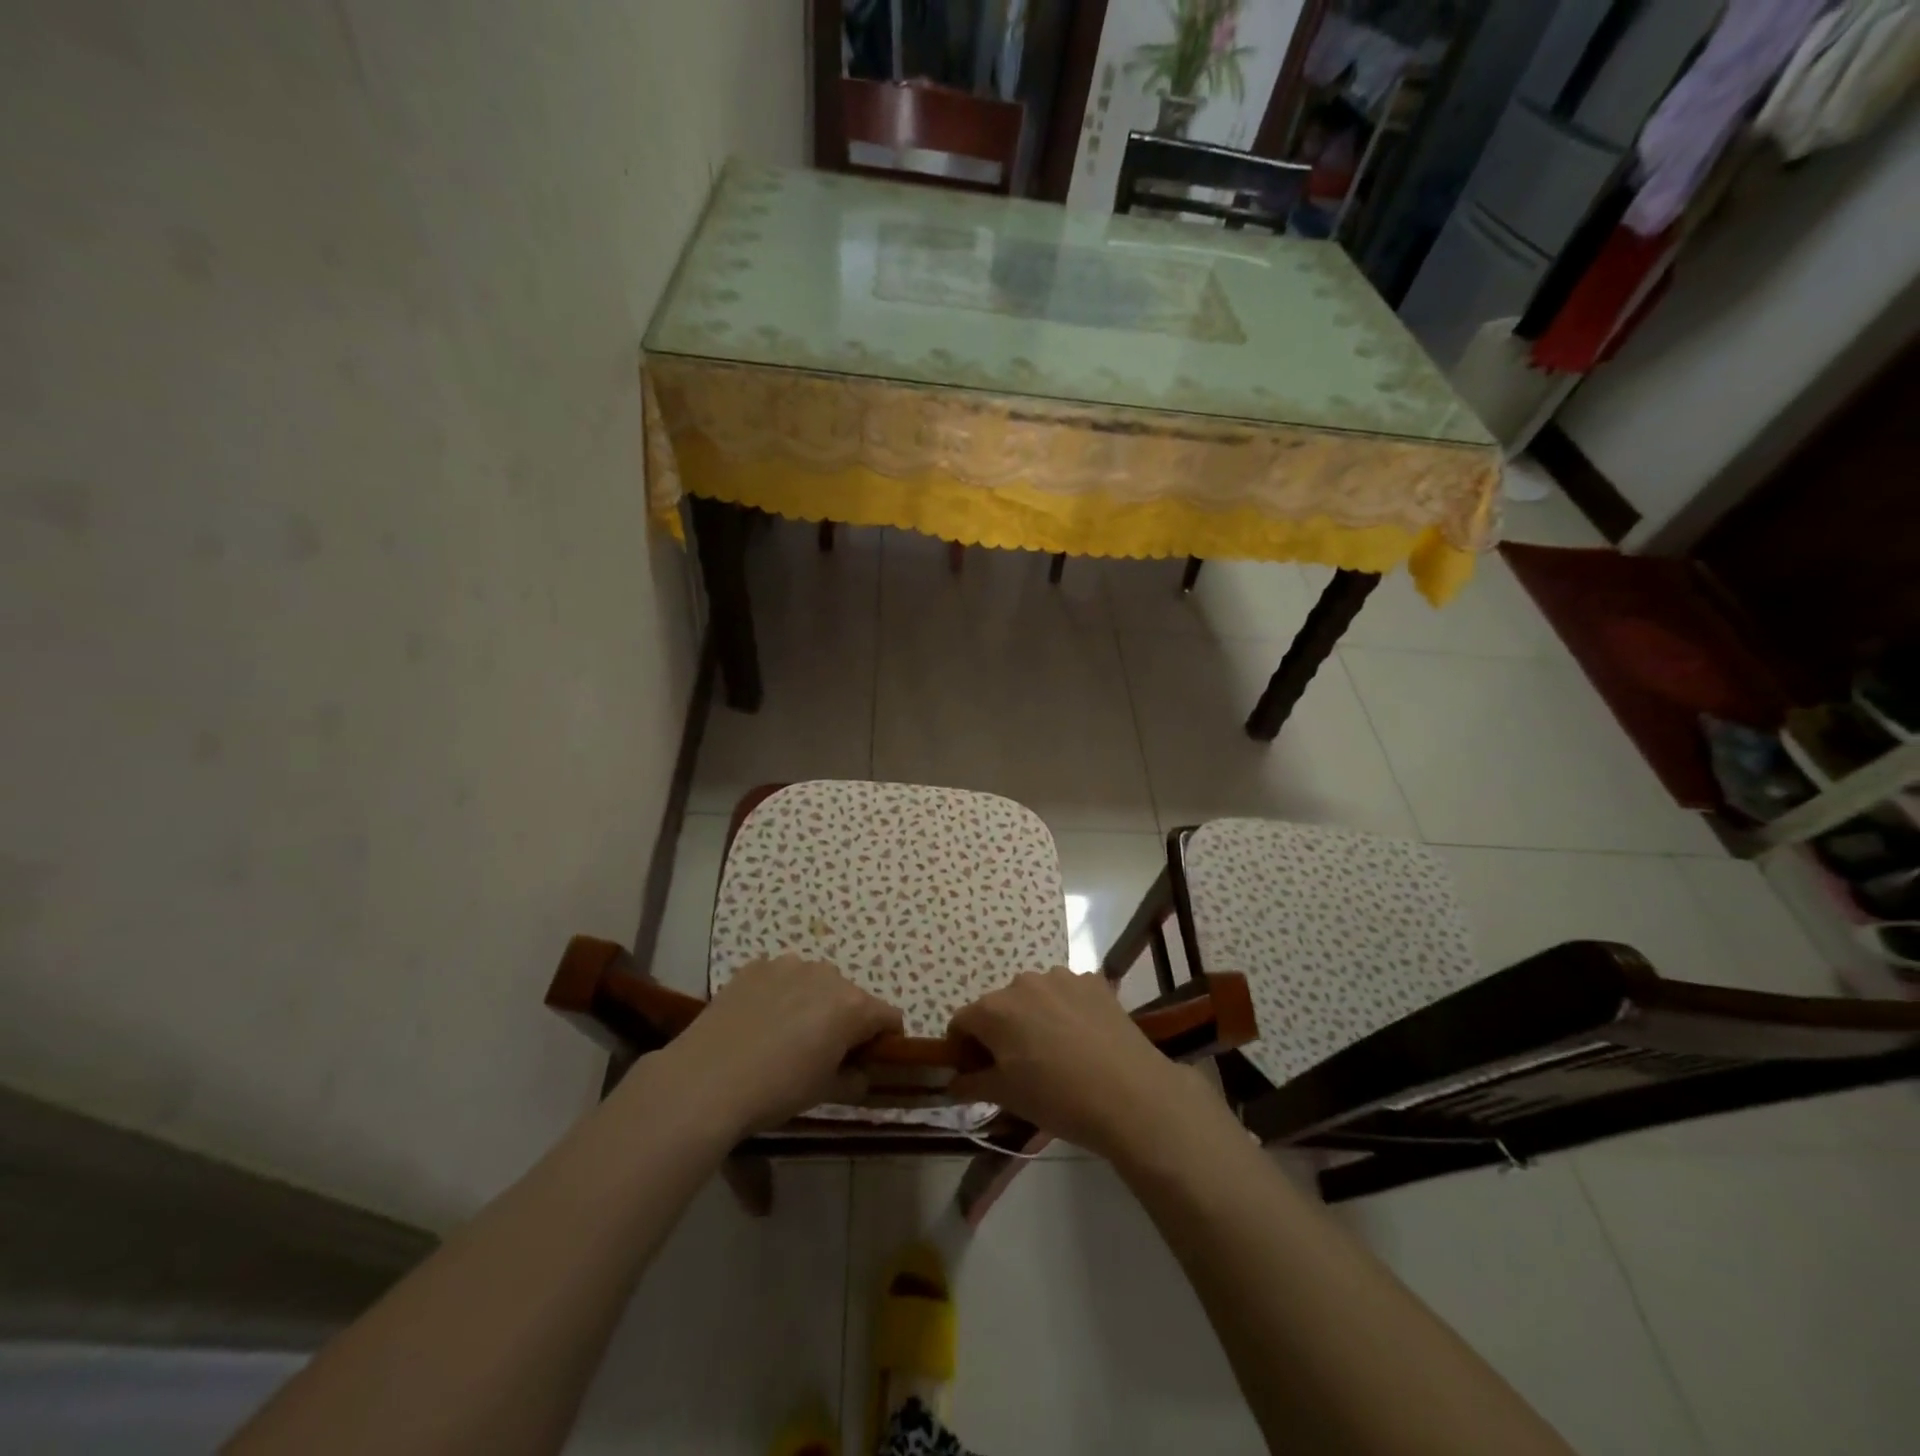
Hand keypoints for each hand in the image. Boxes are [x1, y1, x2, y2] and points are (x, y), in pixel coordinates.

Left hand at [658, 955, 902, 1136]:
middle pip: (850, 996)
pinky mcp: (755, 967)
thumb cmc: (776, 1090)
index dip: (885, 1039)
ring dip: (812, 1003)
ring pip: (814, 982)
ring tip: (785, 1035)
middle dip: (845, 1020)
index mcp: (852, 1006)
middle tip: (822, 1052)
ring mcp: (788, 965)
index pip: (889, 1016)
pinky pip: (780, 978)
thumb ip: (854, 1079)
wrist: (706, 1080)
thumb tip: (861, 1073)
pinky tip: (758, 1022)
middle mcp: (827, 975)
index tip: (870, 1059)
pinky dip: (779, 995)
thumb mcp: (824, 1093)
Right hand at [948, 968, 1214, 1161]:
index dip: (963, 1049)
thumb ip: (972, 1084)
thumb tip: (953, 1082)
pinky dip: (1066, 1011)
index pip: (961, 1022)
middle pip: (998, 1006)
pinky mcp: (1094, 982)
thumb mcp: (1007, 1097)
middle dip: (999, 1033)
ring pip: (1034, 997)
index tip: (976, 1073)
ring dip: (1034, 1019)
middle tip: (1017, 1068)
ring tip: (1055, 1054)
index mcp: (994, 1009)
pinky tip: (1083, 1040)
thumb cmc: (1058, 1099)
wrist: (1131, 1095)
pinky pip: (1067, 994)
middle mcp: (1022, 982)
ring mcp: (1061, 977)